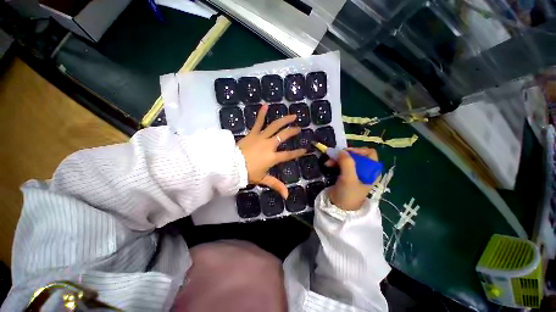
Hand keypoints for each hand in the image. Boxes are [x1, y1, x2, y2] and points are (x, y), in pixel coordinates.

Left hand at [237, 104, 305, 197]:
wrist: (231, 165)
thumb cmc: (248, 173)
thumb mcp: (263, 179)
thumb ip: (276, 185)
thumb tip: (287, 196)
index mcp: (273, 157)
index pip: (289, 155)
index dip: (297, 152)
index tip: (305, 149)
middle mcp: (270, 145)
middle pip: (284, 136)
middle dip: (293, 131)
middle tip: (299, 128)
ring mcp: (261, 137)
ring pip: (275, 126)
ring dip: (284, 120)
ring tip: (292, 115)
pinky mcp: (252, 133)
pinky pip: (258, 122)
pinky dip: (261, 114)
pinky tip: (266, 105)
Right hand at [325, 148, 378, 210]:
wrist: (340, 208)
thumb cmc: (348, 194)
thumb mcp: (349, 177)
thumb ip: (346, 162)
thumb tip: (339, 150)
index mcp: (372, 171)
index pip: (368, 153)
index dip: (357, 150)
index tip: (344, 153)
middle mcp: (365, 170)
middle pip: (356, 155)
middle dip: (343, 155)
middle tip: (332, 156)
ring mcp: (355, 172)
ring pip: (347, 159)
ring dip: (337, 158)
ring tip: (327, 162)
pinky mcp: (347, 175)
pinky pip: (342, 164)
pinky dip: (335, 162)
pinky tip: (328, 165)